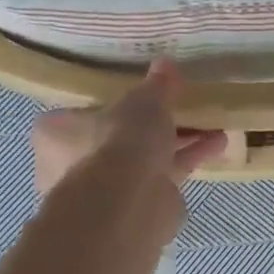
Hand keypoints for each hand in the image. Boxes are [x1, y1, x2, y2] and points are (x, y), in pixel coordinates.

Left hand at [32, 60, 225, 198]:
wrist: (127, 205)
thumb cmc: (118, 142)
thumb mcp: (143, 101)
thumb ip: (156, 85)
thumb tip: (165, 64)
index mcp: (56, 133)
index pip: (83, 111)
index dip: (115, 102)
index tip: (144, 94)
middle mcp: (73, 164)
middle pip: (119, 137)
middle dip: (154, 125)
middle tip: (184, 107)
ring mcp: (106, 191)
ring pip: (146, 159)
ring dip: (180, 142)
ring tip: (213, 124)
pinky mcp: (136, 208)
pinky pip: (164, 177)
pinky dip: (188, 160)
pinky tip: (217, 145)